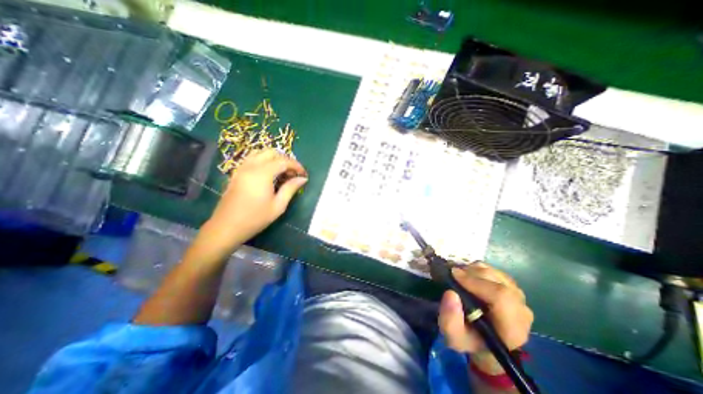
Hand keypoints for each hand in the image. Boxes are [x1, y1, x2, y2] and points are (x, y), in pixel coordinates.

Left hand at [198, 148, 306, 252]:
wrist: (226, 227)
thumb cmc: (255, 218)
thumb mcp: (278, 206)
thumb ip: (290, 188)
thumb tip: (303, 179)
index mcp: (262, 174)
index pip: (283, 161)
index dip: (296, 165)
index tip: (304, 174)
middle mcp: (251, 166)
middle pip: (271, 152)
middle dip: (285, 160)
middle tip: (293, 173)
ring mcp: (241, 168)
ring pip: (260, 153)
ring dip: (274, 158)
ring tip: (282, 172)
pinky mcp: (236, 173)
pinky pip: (252, 159)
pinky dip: (263, 160)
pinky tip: (268, 174)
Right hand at [438, 264, 532, 373]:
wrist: (484, 339)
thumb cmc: (469, 339)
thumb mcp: (454, 337)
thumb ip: (450, 320)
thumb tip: (451, 294)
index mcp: (512, 329)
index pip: (501, 297)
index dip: (476, 282)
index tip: (454, 275)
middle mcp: (521, 311)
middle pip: (497, 281)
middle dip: (471, 273)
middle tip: (452, 274)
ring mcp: (519, 296)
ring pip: (494, 273)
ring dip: (473, 270)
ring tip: (459, 277)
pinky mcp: (512, 286)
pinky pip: (493, 270)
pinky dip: (477, 269)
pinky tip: (468, 277)